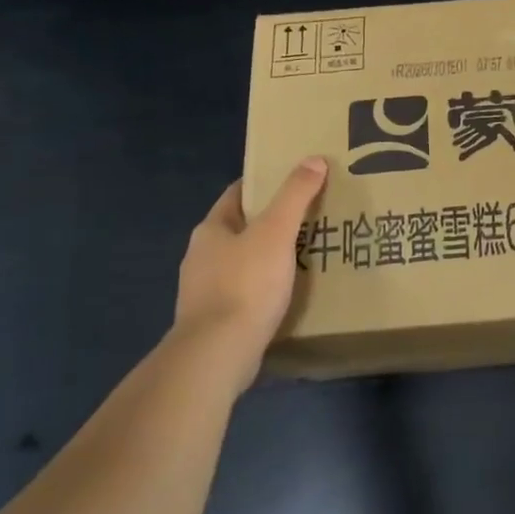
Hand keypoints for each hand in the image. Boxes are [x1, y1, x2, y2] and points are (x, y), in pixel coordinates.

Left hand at [171, 158, 328, 387]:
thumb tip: (313, 160)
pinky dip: (264, 288)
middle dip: (271, 223)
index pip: (238, 195)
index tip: (295, 182)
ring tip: (304, 256)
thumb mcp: (276, 232)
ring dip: (268, 258)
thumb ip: (295, 195)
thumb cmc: (246, 284)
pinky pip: (244, 293)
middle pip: (240, 229)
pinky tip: (286, 294)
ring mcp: (204, 291)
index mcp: (211, 229)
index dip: (264, 185)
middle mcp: (201, 256)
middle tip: (309, 219)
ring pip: (242, 262)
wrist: (217, 354)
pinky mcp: (215, 320)